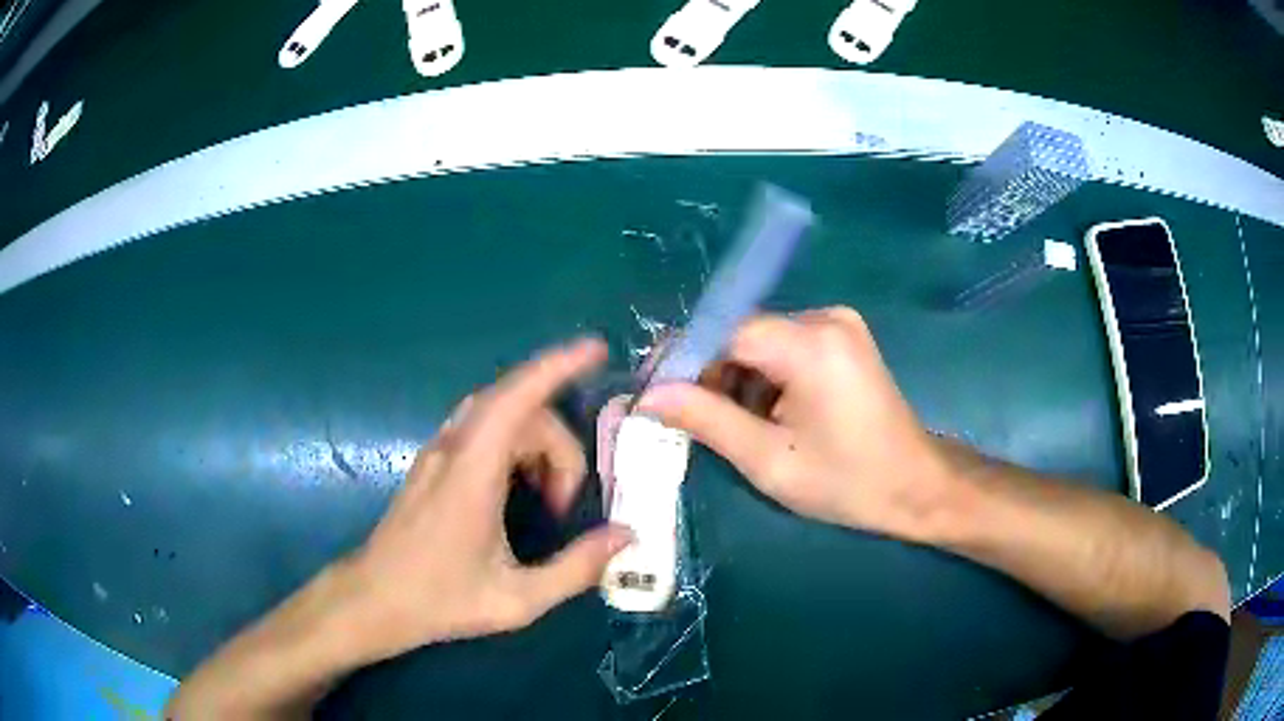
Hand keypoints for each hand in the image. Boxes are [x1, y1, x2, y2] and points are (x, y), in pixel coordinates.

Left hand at [340, 338, 632, 663]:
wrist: (374, 600)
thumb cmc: (440, 600)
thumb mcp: (517, 600)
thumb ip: (575, 569)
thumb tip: (626, 535)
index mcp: (471, 474)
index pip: (515, 398)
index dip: (557, 366)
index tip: (596, 349)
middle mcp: (452, 450)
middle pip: (518, 409)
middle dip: (558, 444)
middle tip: (567, 504)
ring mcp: (438, 453)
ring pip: (499, 416)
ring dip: (536, 444)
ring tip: (549, 499)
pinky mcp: (433, 463)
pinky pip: (482, 429)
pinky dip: (515, 445)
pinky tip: (522, 488)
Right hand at [637, 307, 950, 540]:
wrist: (915, 486)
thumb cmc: (846, 483)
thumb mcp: (769, 460)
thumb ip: (706, 420)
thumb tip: (649, 395)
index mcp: (811, 345)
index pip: (725, 331)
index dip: (682, 358)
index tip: (652, 392)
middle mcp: (825, 318)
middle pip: (742, 333)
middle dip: (711, 374)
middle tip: (693, 421)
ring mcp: (838, 323)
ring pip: (760, 341)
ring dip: (739, 379)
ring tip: (741, 427)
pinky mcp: (843, 336)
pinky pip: (784, 346)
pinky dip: (765, 377)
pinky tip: (770, 415)